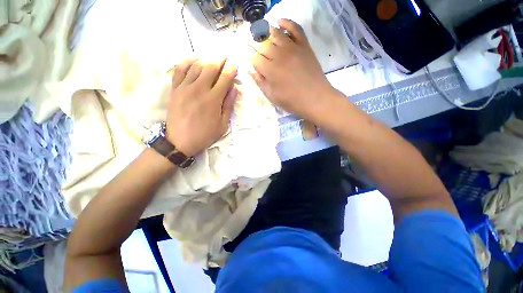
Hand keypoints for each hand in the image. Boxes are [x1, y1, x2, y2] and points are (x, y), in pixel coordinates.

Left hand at [166, 57, 236, 156]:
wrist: (180, 141)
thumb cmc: (205, 134)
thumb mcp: (222, 124)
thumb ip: (229, 105)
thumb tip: (234, 88)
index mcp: (213, 99)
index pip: (225, 78)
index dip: (231, 69)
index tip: (235, 64)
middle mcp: (199, 89)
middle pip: (211, 67)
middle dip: (220, 60)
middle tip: (225, 57)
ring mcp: (185, 87)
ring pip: (196, 65)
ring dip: (206, 59)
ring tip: (213, 58)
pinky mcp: (175, 89)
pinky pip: (180, 69)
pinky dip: (187, 61)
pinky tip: (194, 59)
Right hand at [248, 19, 338, 119]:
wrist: (316, 99)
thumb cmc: (292, 101)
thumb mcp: (272, 96)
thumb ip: (260, 81)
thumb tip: (249, 68)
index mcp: (270, 70)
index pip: (253, 56)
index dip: (246, 52)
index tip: (241, 50)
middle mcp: (279, 55)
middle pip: (262, 43)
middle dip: (252, 41)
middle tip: (248, 40)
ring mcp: (292, 48)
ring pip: (275, 33)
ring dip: (265, 30)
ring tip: (259, 31)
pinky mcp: (304, 45)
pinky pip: (295, 28)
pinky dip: (286, 22)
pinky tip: (279, 21)